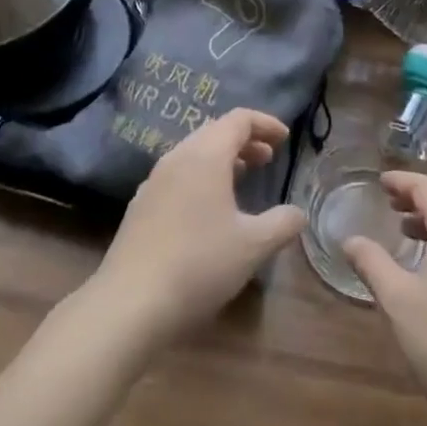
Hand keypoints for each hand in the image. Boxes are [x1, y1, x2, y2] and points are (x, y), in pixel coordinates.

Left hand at [88, 109, 304, 346]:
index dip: (265, 124)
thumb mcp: (252, 247)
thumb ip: (282, 224)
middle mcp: (178, 157)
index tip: (285, 139)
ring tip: (242, 177)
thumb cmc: (198, 265)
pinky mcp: (140, 207)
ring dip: (222, 158)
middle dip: (245, 140)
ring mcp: (154, 181)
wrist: (127, 306)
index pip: (239, 119)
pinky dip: (201, 176)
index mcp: (206, 155)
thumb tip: (298, 213)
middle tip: (268, 158)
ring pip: (194, 153)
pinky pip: (178, 175)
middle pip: (215, 131)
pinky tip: (208, 209)